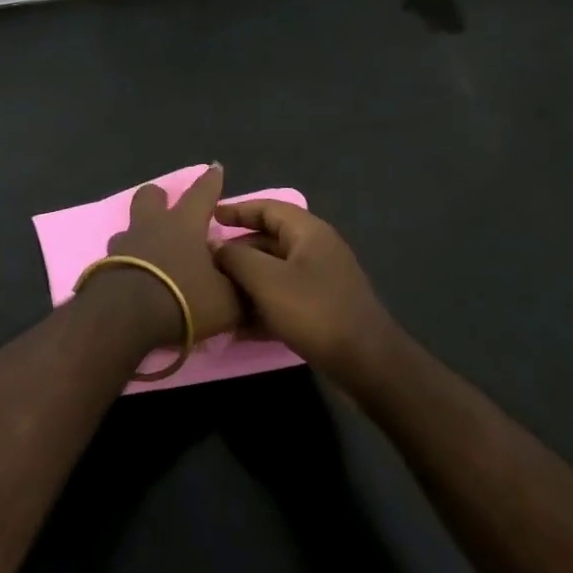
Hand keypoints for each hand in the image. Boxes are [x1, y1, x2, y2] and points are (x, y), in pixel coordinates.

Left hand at [95, 165, 243, 344]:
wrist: (125, 318)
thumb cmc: (182, 299)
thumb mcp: (226, 301)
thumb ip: (238, 288)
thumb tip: (247, 279)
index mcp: (184, 224)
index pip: (202, 193)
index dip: (211, 181)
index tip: (214, 168)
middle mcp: (151, 226)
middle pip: (149, 197)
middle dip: (158, 197)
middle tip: (167, 208)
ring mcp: (122, 245)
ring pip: (128, 229)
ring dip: (139, 237)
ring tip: (150, 256)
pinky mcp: (103, 267)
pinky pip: (116, 259)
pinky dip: (126, 265)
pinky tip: (135, 282)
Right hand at [213, 200, 398, 377]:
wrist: (368, 364)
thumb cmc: (315, 312)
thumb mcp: (267, 280)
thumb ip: (236, 257)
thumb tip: (214, 244)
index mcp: (308, 232)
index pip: (267, 208)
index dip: (237, 210)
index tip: (208, 216)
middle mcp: (315, 249)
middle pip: (269, 240)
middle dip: (237, 250)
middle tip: (205, 261)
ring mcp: (320, 281)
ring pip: (274, 272)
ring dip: (246, 281)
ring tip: (215, 293)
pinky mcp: (321, 310)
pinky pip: (284, 298)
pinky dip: (262, 306)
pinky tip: (238, 325)